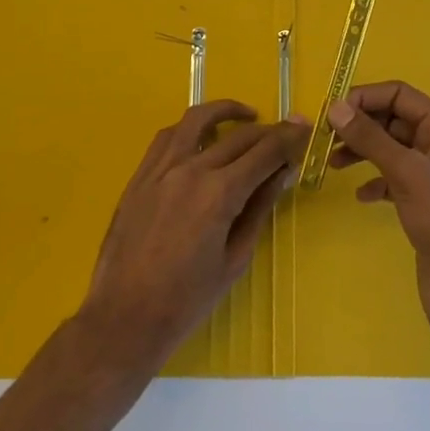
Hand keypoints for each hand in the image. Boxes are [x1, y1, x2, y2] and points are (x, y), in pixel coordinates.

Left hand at [80, 101, 306, 368]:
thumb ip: (259, 209)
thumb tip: (282, 173)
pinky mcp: (140, 175)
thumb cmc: (187, 300)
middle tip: (287, 133)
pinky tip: (203, 136)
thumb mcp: (235, 259)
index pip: (265, 152)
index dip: (289, 139)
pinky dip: (191, 128)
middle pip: (239, 135)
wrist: (124, 318)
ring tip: (247, 117)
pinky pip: (168, 136)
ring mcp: (161, 168)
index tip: (305, 132)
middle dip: (269, 131)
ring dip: (227, 111)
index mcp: (219, 194)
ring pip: (198, 120)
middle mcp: (191, 170)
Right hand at [327, 82, 429, 358]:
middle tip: (326, 138)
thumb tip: (337, 107)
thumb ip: (371, 138)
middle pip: (395, 120)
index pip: (402, 95)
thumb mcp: (406, 173)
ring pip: (392, 149)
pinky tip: (361, 196)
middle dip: (362, 125)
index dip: (366, 98)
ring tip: (334, 164)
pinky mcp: (426, 203)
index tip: (332, 111)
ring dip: (363, 151)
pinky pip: (394, 179)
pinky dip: (375, 181)